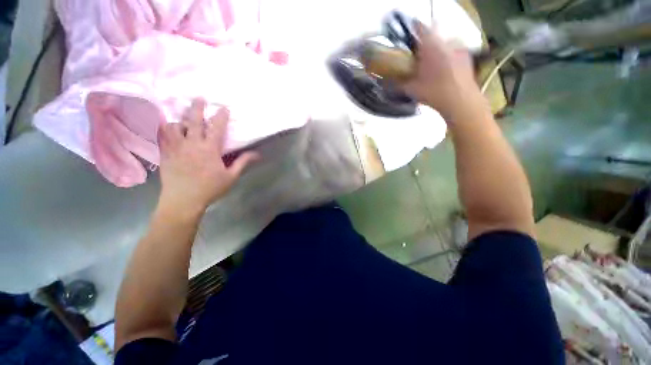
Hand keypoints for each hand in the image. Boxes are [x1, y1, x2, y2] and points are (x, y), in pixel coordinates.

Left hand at [156, 99, 258, 215]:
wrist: (183, 200)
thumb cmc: (210, 188)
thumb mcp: (231, 177)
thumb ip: (243, 162)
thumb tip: (257, 154)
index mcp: (210, 149)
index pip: (217, 128)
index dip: (221, 116)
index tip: (224, 107)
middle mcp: (192, 144)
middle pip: (193, 121)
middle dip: (197, 107)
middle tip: (199, 98)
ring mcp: (176, 147)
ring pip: (175, 126)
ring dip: (180, 119)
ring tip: (183, 117)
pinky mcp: (165, 153)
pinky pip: (162, 136)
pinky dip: (164, 128)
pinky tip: (167, 126)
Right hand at [403, 21, 482, 118]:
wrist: (460, 100)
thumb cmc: (434, 93)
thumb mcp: (412, 90)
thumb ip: (399, 84)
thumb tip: (387, 84)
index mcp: (430, 46)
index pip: (419, 27)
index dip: (413, 27)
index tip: (408, 30)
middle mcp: (446, 40)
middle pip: (434, 34)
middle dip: (426, 42)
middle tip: (421, 56)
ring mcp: (459, 47)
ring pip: (445, 41)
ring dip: (438, 48)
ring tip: (434, 64)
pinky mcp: (467, 55)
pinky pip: (455, 49)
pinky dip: (449, 55)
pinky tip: (446, 68)